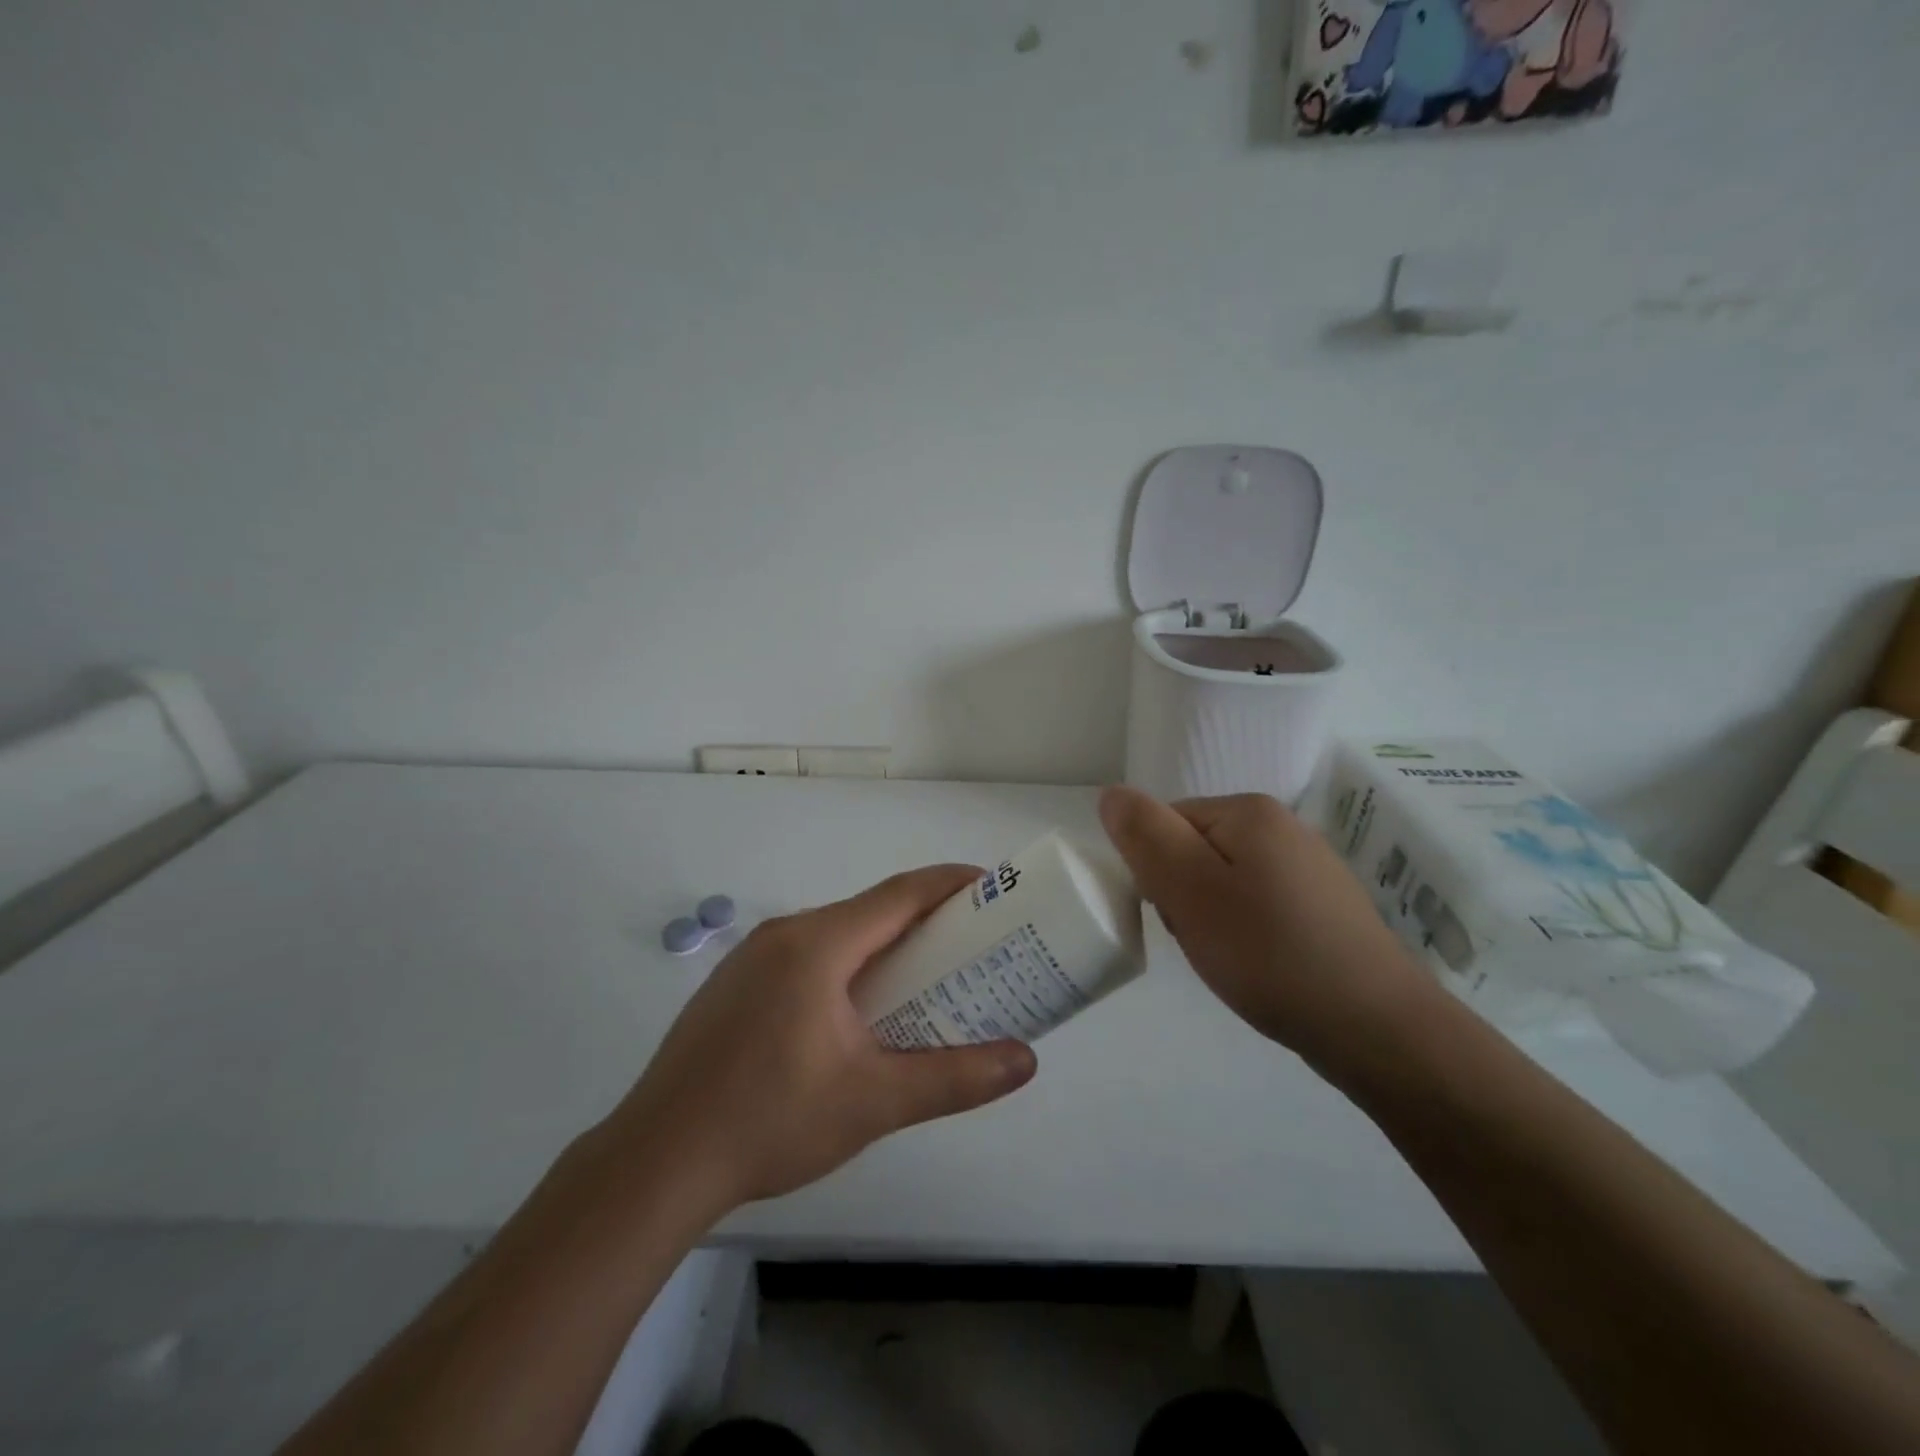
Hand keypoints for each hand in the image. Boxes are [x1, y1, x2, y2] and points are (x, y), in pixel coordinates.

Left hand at [602, 866, 1037, 1217]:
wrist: (656, 1162)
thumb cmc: (770, 1121)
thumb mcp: (873, 1102)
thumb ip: (954, 1078)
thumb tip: (1025, 1061)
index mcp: (817, 944)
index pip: (900, 894)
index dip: (951, 885)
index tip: (993, 888)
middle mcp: (783, 934)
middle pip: (869, 912)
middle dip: (925, 923)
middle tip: (971, 948)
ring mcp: (751, 959)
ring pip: (836, 935)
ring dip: (883, 947)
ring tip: (923, 982)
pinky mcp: (734, 986)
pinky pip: (806, 958)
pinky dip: (846, 967)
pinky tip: (856, 1014)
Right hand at [1098, 787, 1435, 1076]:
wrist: (1377, 1029)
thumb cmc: (1269, 953)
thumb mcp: (1190, 891)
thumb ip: (1146, 837)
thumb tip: (1112, 794)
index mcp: (1250, 812)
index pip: (1167, 824)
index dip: (1157, 871)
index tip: (1177, 915)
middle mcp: (1283, 827)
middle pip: (1196, 850)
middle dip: (1185, 895)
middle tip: (1205, 940)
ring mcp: (1309, 869)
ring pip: (1226, 882)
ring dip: (1213, 918)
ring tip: (1231, 959)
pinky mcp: (1324, 908)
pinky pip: (1259, 907)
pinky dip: (1247, 934)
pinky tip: (1261, 967)